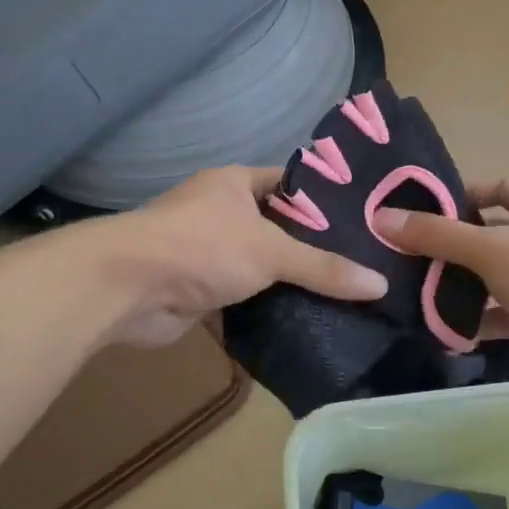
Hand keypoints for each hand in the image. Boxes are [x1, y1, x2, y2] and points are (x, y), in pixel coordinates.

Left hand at [103, 167, 387, 347]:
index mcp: (233, 184)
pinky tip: (303, 324)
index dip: (323, 199)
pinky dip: (263, 311)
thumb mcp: (271, 251)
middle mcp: (218, 212)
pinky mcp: (197, 291)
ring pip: (257, 266)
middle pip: (275, 229)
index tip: (363, 221)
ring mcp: (205, 253)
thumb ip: (323, 267)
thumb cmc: (201, 247)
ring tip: (343, 298)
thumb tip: (380, 283)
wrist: (128, 288)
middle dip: (310, 248)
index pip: (289, 184)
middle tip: (362, 267)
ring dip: (286, 284)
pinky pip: (240, 299)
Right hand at [372, 179, 508, 400]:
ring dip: (458, 288)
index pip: (500, 189)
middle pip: (488, 237)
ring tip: (413, 294)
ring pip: (491, 280)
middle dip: (451, 248)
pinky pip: (499, 317)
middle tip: (406, 257)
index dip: (465, 194)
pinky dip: (473, 323)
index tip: (425, 210)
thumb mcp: (490, 249)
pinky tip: (441, 332)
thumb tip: (381, 218)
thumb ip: (436, 234)